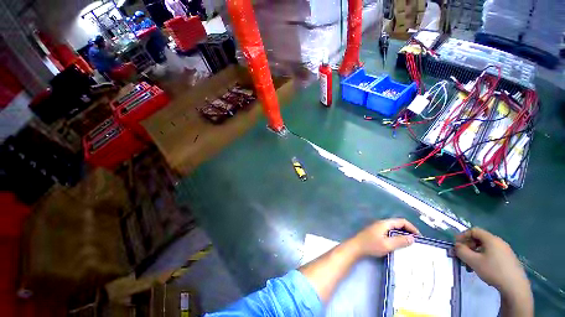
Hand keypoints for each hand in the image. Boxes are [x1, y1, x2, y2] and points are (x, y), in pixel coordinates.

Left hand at [353, 218, 419, 256]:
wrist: (356, 247)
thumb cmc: (371, 245)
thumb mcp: (387, 245)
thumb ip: (400, 241)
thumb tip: (412, 238)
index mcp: (384, 223)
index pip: (401, 221)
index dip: (412, 227)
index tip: (419, 237)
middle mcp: (381, 223)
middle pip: (397, 224)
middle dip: (408, 231)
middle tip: (416, 241)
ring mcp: (378, 227)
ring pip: (393, 228)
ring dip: (402, 234)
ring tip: (409, 244)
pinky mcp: (376, 232)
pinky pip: (389, 232)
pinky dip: (396, 236)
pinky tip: (398, 244)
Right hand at [455, 228, 530, 297]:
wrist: (515, 286)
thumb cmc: (493, 270)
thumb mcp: (473, 261)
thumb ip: (461, 251)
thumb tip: (457, 245)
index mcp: (491, 239)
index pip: (474, 230)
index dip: (463, 235)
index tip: (456, 244)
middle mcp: (499, 242)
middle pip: (480, 239)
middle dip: (468, 246)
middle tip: (462, 255)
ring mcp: (505, 251)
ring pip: (486, 248)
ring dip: (475, 253)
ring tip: (471, 264)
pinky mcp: (508, 259)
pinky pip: (492, 254)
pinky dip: (484, 258)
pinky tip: (482, 268)